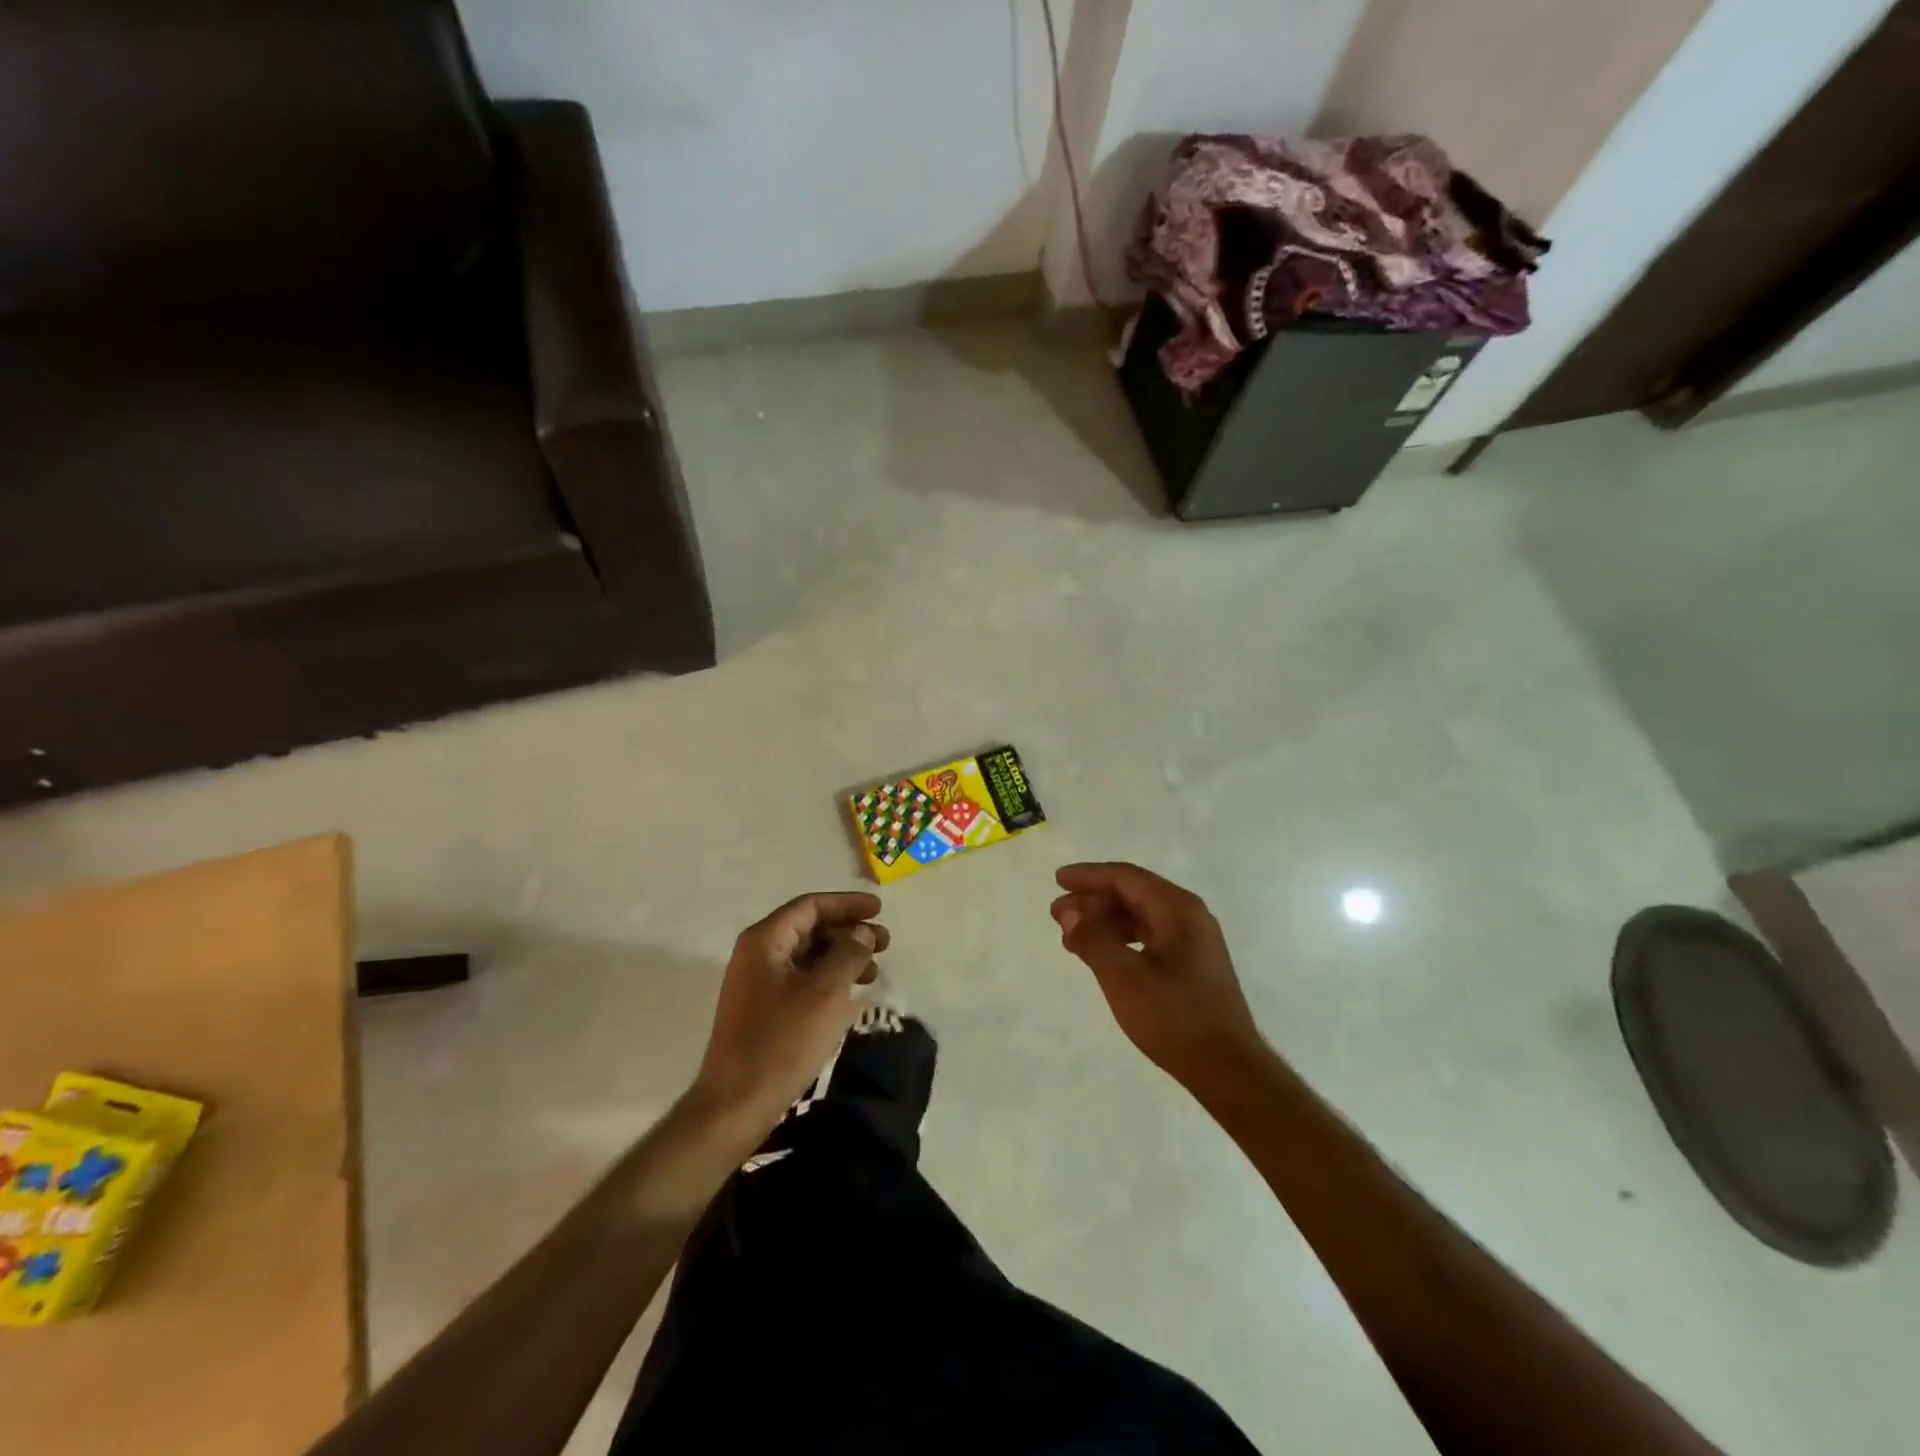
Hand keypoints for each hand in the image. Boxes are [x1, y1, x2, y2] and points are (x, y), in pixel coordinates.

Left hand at [692, 892, 887, 1134]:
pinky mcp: (762, 1012)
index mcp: (765, 941)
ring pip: (808, 956)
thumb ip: (849, 953)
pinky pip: (802, 981)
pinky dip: (829, 980)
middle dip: (849, 932)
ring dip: (842, 957)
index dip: (847, 904)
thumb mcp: (826, 991)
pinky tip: (851, 995)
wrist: (735, 1105)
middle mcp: (757, 955)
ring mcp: (757, 985)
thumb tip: (862, 932)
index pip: (810, 906)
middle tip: (885, 944)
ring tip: (874, 972)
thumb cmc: (782, 1041)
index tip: (880, 910)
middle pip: (809, 928)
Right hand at [1052, 863, 1266, 1093]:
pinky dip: (1121, 941)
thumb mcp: (1124, 977)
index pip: (1126, 877)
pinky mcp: (1193, 966)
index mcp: (1178, 909)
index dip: (1089, 876)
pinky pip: (1150, 938)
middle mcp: (1189, 917)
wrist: (1228, 1070)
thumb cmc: (1174, 1017)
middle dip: (1093, 901)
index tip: (1058, 881)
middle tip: (1057, 916)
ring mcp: (1194, 942)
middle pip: (1133, 894)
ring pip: (1141, 917)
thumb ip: (1093, 939)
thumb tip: (1069, 913)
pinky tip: (1102, 956)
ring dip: (1104, 923)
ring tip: (1071, 939)